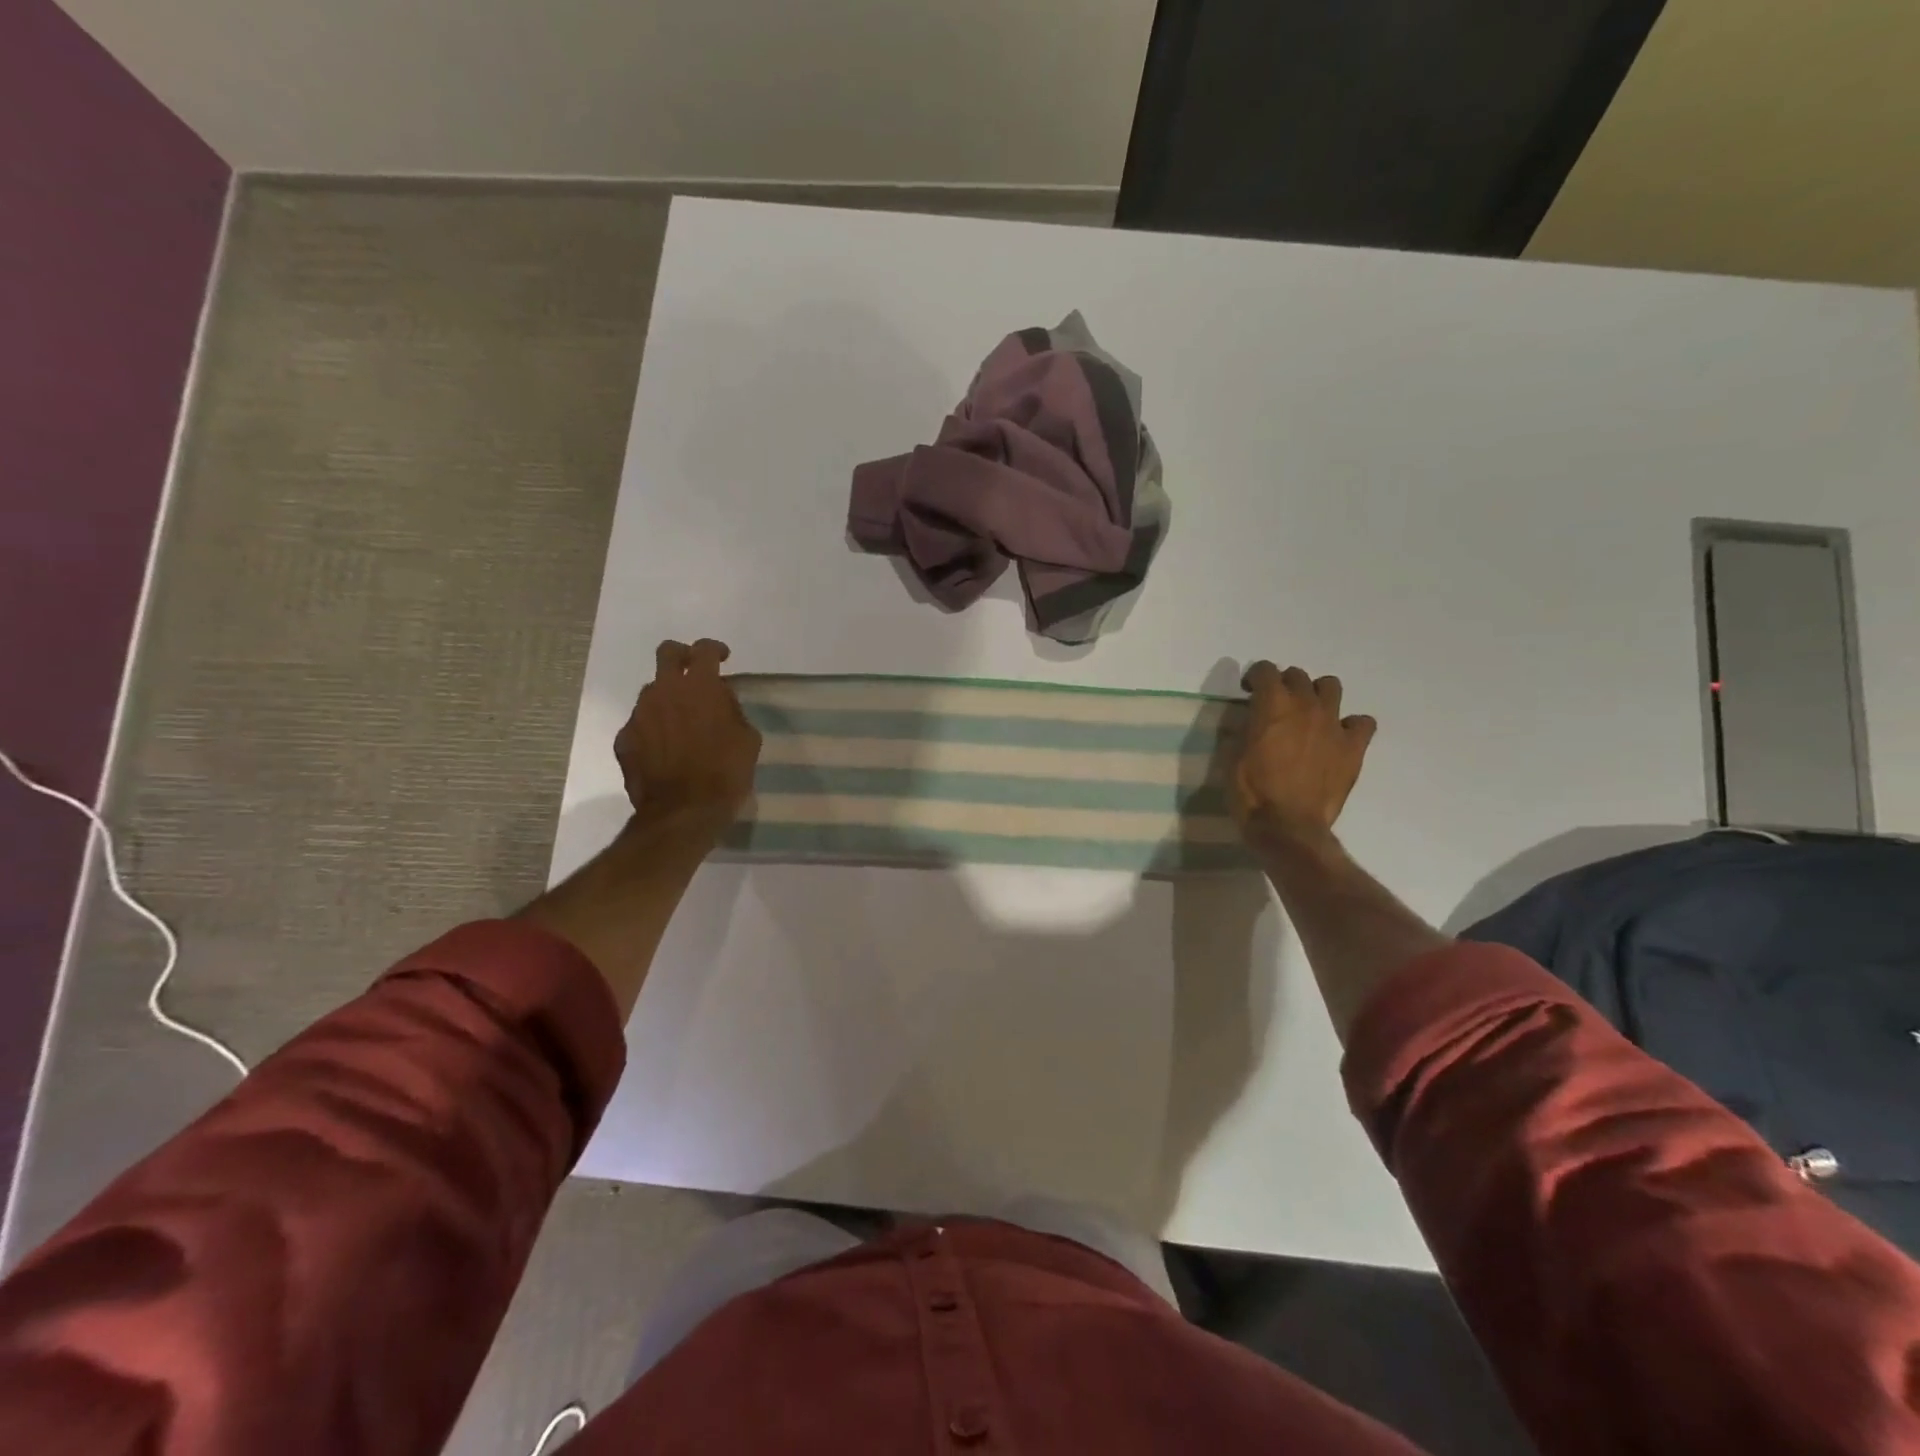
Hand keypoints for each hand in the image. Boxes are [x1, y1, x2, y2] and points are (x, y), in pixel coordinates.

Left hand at [615, 639, 761, 827]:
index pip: (704, 650)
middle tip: (693, 673)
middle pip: (667, 653)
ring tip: (681, 723)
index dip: (715, 650)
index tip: (723, 659)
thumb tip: (719, 702)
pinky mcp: (625, 740)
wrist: (683, 812)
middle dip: (681, 656)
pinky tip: (665, 751)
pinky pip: (641, 724)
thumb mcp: (747, 739)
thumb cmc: (725, 773)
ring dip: (667, 699)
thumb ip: (731, 711)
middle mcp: (664, 691)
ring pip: (652, 692)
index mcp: (699, 687)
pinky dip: (653, 730)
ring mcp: (639, 715)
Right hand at [1231, 663, 1376, 848]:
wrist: (1288, 827)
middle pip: (1298, 676)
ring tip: (1308, 714)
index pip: (1265, 669)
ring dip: (1317, 694)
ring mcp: (1333, 724)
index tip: (1248, 692)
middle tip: (1275, 705)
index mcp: (1272, 705)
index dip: (1254, 677)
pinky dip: (1351, 725)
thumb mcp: (1231, 759)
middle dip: (1284, 684)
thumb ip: (1240, 732)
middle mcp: (1305, 705)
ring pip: (1331, 687)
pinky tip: (1338, 737)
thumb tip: (1247, 724)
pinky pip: (1363, 722)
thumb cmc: (1251, 794)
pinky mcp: (1353, 747)